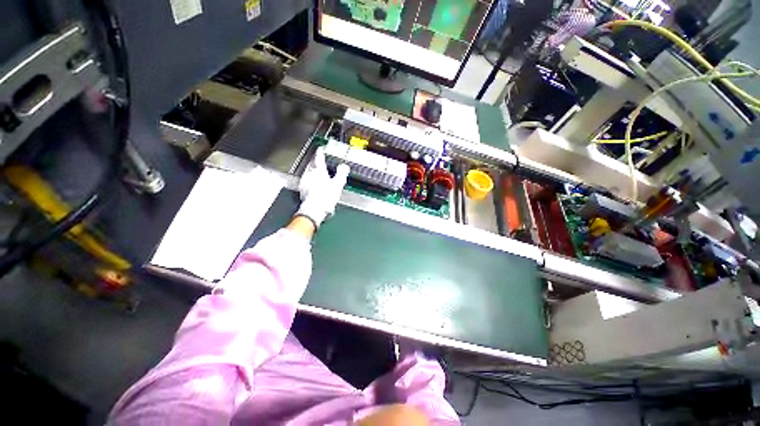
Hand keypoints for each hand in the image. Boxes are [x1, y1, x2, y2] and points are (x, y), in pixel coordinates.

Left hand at [295, 146, 349, 228]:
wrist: (314, 209)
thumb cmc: (326, 197)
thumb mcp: (338, 184)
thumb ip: (341, 173)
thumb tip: (344, 166)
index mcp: (319, 171)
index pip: (319, 158)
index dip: (320, 152)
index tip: (320, 148)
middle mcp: (310, 174)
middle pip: (312, 164)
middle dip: (315, 161)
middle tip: (319, 160)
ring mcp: (305, 182)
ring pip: (308, 172)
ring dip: (312, 170)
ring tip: (317, 172)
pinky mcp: (302, 189)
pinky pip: (306, 181)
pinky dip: (310, 180)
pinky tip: (313, 184)